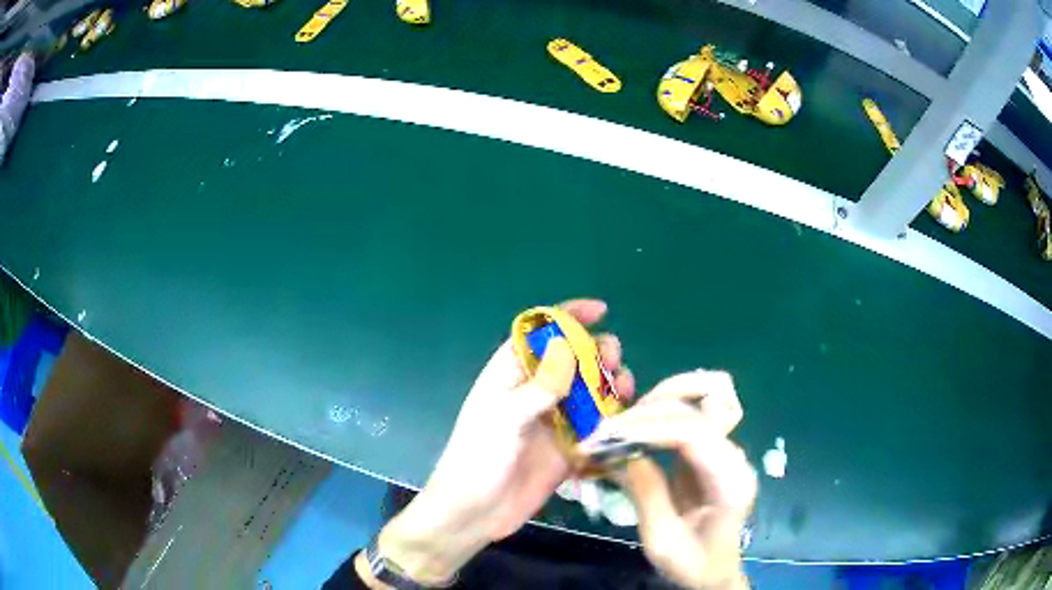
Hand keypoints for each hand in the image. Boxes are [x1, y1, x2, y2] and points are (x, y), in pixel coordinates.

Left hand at [361, 299, 634, 586]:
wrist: (474, 513)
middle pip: (572, 360)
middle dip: (596, 352)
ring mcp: (553, 421)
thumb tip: (567, 347)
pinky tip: (624, 417)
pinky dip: (611, 418)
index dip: (568, 316)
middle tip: (612, 360)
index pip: (540, 333)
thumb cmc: (477, 459)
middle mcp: (535, 393)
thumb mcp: (503, 419)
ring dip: (609, 384)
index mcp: (510, 375)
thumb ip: (537, 387)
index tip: (601, 310)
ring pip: (589, 391)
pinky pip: (595, 426)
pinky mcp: (567, 448)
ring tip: (624, 386)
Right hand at [580, 370, 756, 589]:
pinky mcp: (715, 448)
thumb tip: (619, 451)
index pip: (696, 434)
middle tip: (612, 429)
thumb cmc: (692, 564)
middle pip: (706, 403)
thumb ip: (646, 493)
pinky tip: (642, 421)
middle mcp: (736, 457)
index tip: (608, 434)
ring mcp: (729, 449)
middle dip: (653, 408)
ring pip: (711, 393)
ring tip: (628, 419)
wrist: (715, 572)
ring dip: (666, 396)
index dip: (650, 426)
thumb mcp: (661, 540)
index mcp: (731, 483)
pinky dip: (669, 405)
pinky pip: (698, 410)